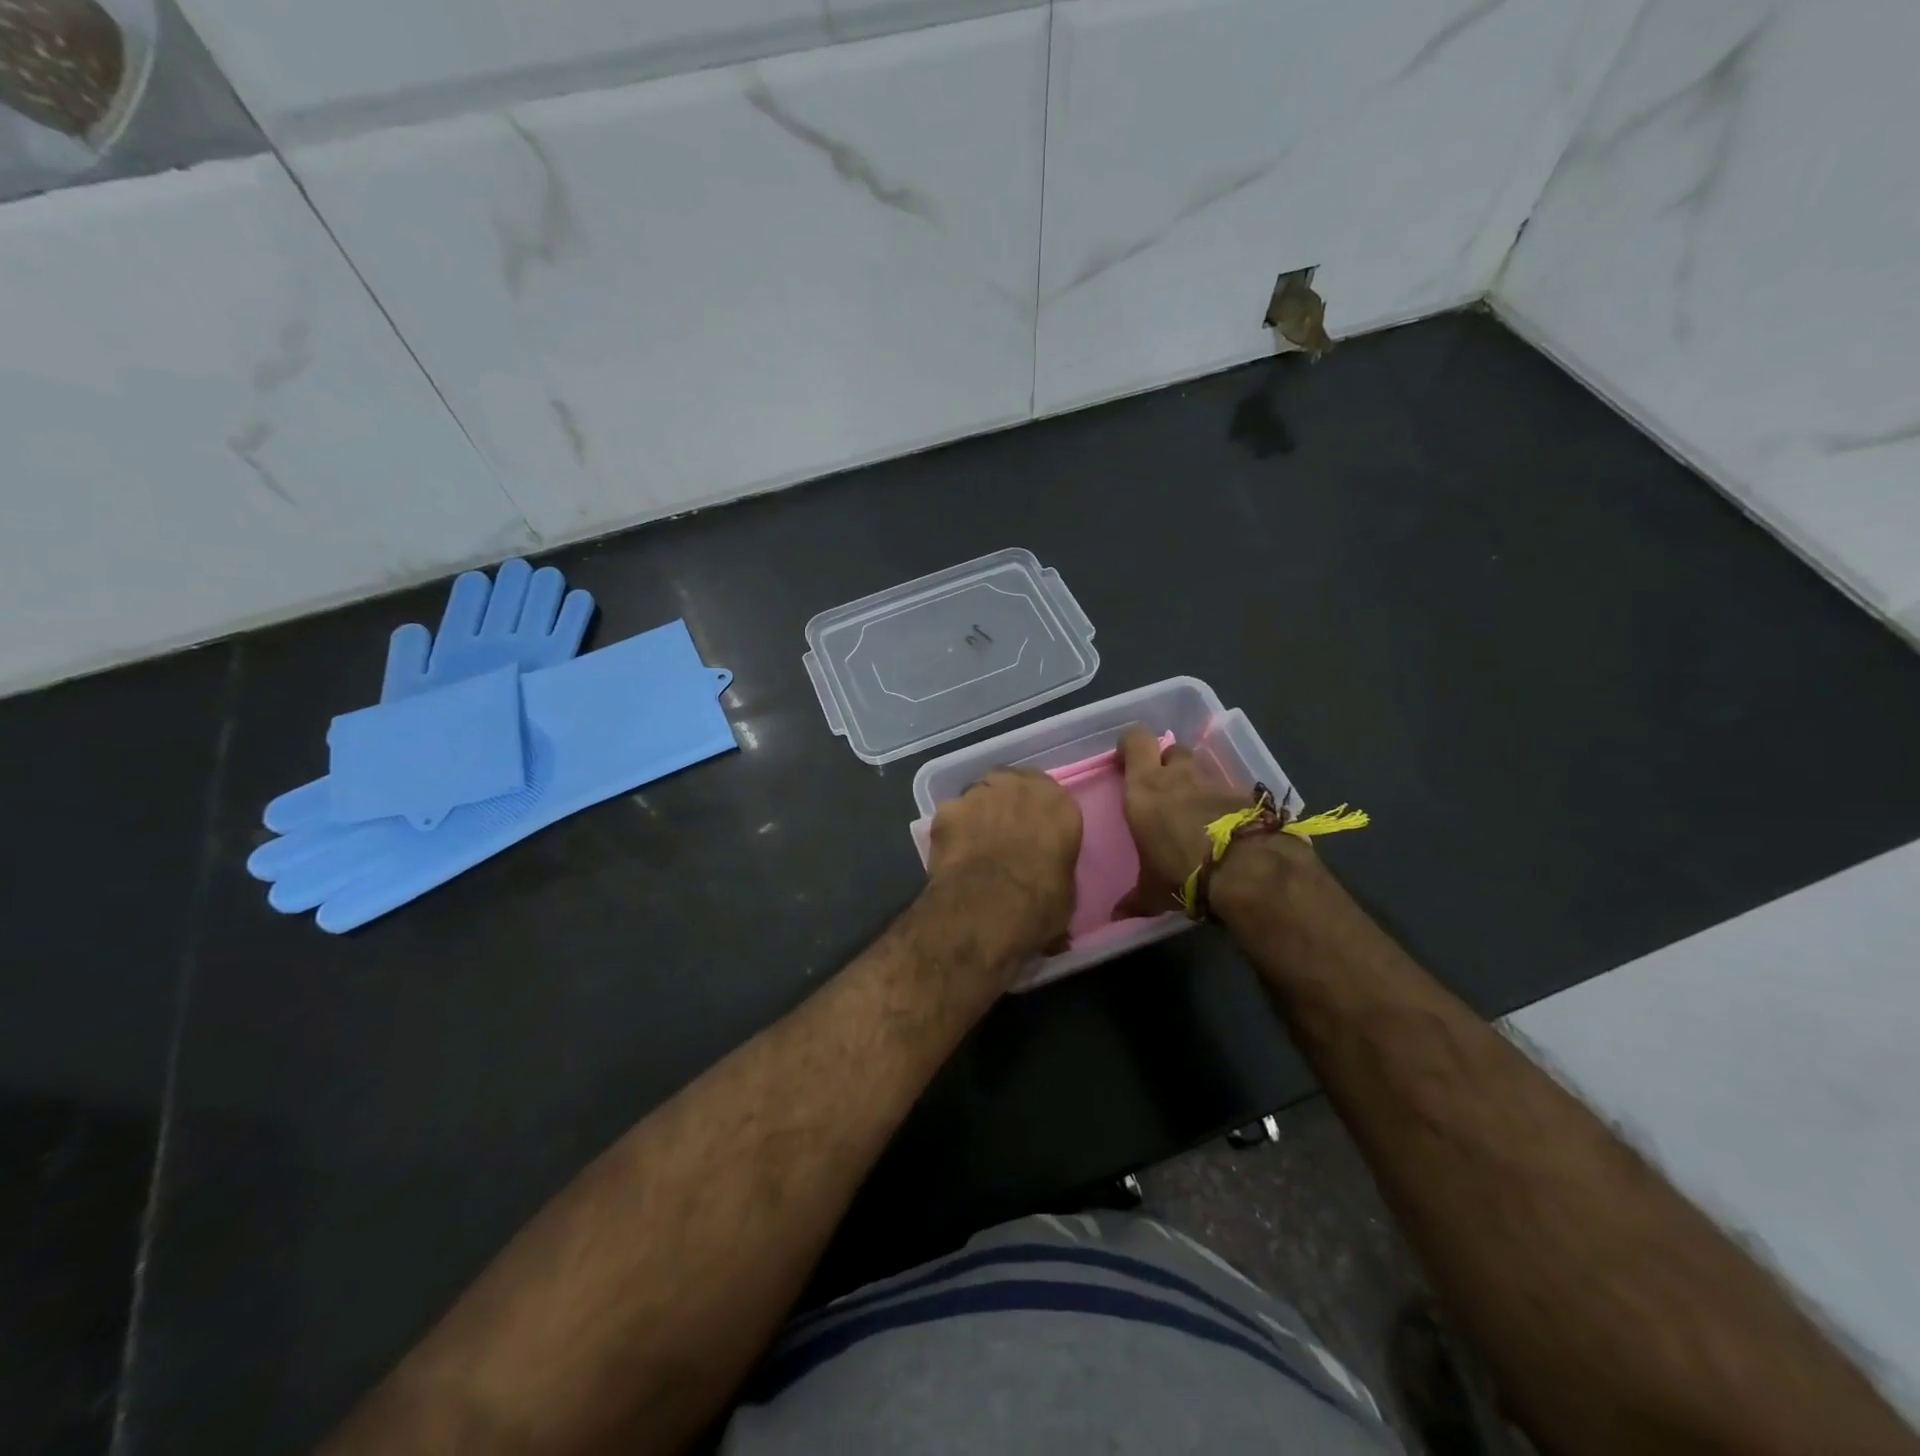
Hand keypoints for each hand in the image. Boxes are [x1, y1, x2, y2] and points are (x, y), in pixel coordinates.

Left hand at [926, 769, 1081, 955]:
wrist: (989, 909)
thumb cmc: (1040, 903)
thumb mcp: (1065, 888)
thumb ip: (1054, 864)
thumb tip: (1044, 876)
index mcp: (1058, 804)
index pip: (1049, 799)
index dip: (1037, 816)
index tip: (1033, 834)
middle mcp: (1019, 787)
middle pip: (1011, 786)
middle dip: (1006, 805)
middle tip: (1002, 834)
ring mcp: (979, 794)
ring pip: (978, 797)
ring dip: (978, 815)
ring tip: (973, 847)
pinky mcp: (947, 809)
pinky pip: (951, 816)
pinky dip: (951, 832)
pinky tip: (951, 856)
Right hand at [1114, 726, 1314, 916]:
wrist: (1248, 872)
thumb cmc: (1183, 872)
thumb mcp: (1153, 891)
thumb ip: (1135, 899)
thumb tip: (1117, 916)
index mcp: (1144, 788)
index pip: (1134, 740)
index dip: (1131, 746)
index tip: (1127, 762)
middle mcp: (1178, 776)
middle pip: (1170, 749)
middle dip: (1166, 763)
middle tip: (1162, 788)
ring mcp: (1214, 782)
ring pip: (1200, 768)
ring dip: (1195, 783)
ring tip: (1194, 812)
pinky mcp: (1246, 795)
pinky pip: (1227, 790)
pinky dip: (1223, 803)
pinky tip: (1223, 827)